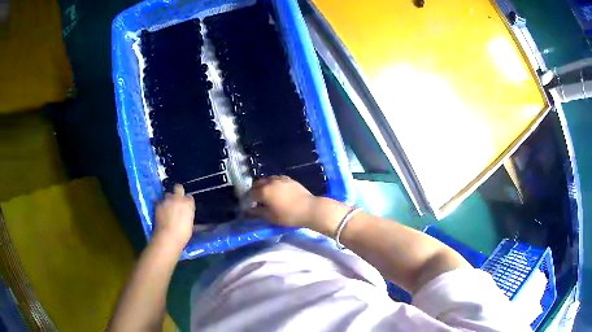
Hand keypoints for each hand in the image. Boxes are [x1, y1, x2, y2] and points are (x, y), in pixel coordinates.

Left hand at [153, 184, 194, 249]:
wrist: (167, 237)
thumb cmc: (182, 234)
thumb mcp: (190, 224)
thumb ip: (188, 215)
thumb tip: (186, 214)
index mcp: (188, 204)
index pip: (189, 197)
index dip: (187, 201)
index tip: (186, 206)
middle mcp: (178, 198)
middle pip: (178, 187)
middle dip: (177, 191)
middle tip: (176, 200)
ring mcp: (167, 200)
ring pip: (167, 194)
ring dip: (168, 199)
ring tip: (167, 207)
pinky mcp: (157, 204)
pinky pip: (159, 201)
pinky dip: (160, 205)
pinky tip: (160, 212)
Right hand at [248, 176, 317, 226]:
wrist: (309, 208)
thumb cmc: (288, 215)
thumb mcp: (270, 217)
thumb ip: (257, 213)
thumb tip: (248, 210)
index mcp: (264, 191)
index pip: (250, 193)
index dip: (248, 200)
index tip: (250, 206)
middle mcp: (270, 182)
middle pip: (257, 184)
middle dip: (255, 191)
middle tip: (256, 200)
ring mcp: (281, 179)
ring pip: (267, 180)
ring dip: (264, 186)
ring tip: (267, 195)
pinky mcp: (289, 179)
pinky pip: (277, 179)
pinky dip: (273, 184)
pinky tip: (277, 191)